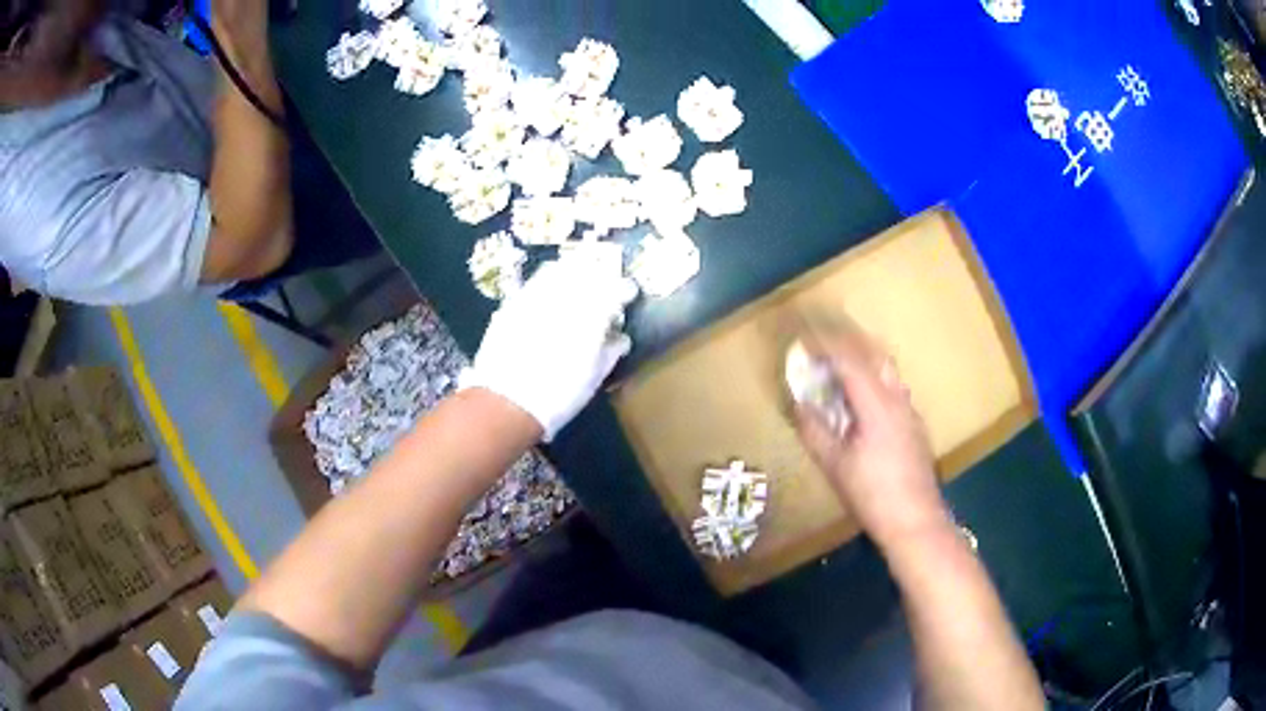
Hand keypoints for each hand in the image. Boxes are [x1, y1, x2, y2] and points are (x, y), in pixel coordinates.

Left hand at [461, 256, 637, 441]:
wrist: (507, 402)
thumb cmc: (558, 395)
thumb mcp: (593, 377)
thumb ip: (610, 352)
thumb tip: (619, 338)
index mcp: (591, 317)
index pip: (614, 289)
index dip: (624, 288)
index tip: (629, 293)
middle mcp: (564, 299)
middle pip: (587, 272)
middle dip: (600, 274)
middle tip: (606, 282)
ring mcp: (536, 297)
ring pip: (560, 270)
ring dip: (573, 271)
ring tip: (579, 281)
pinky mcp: (513, 303)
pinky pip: (536, 282)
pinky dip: (548, 281)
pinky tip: (551, 293)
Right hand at [793, 319, 949, 546]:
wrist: (915, 521)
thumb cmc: (872, 494)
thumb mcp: (835, 465)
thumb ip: (814, 430)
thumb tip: (798, 404)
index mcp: (876, 404)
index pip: (849, 360)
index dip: (825, 345)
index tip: (803, 339)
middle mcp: (897, 399)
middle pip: (874, 355)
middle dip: (847, 344)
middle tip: (822, 347)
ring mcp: (911, 412)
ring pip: (887, 373)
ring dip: (863, 363)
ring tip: (839, 373)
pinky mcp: (916, 427)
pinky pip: (893, 391)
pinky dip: (873, 383)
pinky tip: (862, 406)